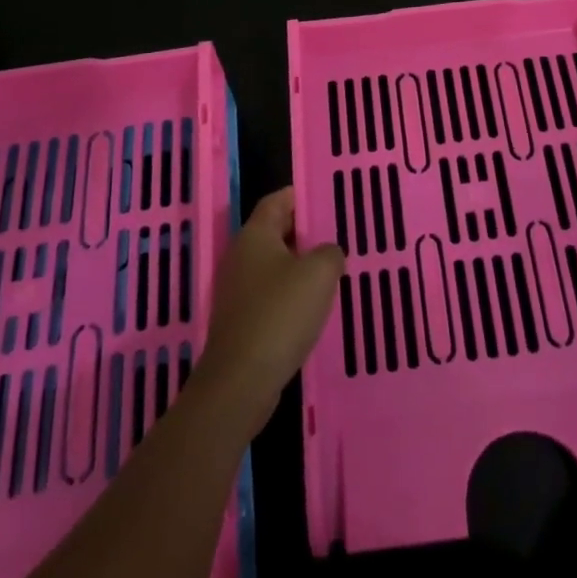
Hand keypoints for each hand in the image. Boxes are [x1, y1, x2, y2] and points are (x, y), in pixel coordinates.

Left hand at [196, 189, 344, 431]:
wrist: (241, 381)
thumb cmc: (280, 314)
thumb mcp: (320, 273)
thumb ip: (330, 252)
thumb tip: (328, 253)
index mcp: (256, 234)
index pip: (277, 200)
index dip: (300, 195)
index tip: (327, 199)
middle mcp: (242, 256)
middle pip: (275, 231)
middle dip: (305, 232)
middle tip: (338, 235)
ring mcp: (238, 290)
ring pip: (274, 265)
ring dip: (300, 266)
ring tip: (332, 271)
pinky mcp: (242, 320)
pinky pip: (271, 294)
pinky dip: (291, 294)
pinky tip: (314, 307)